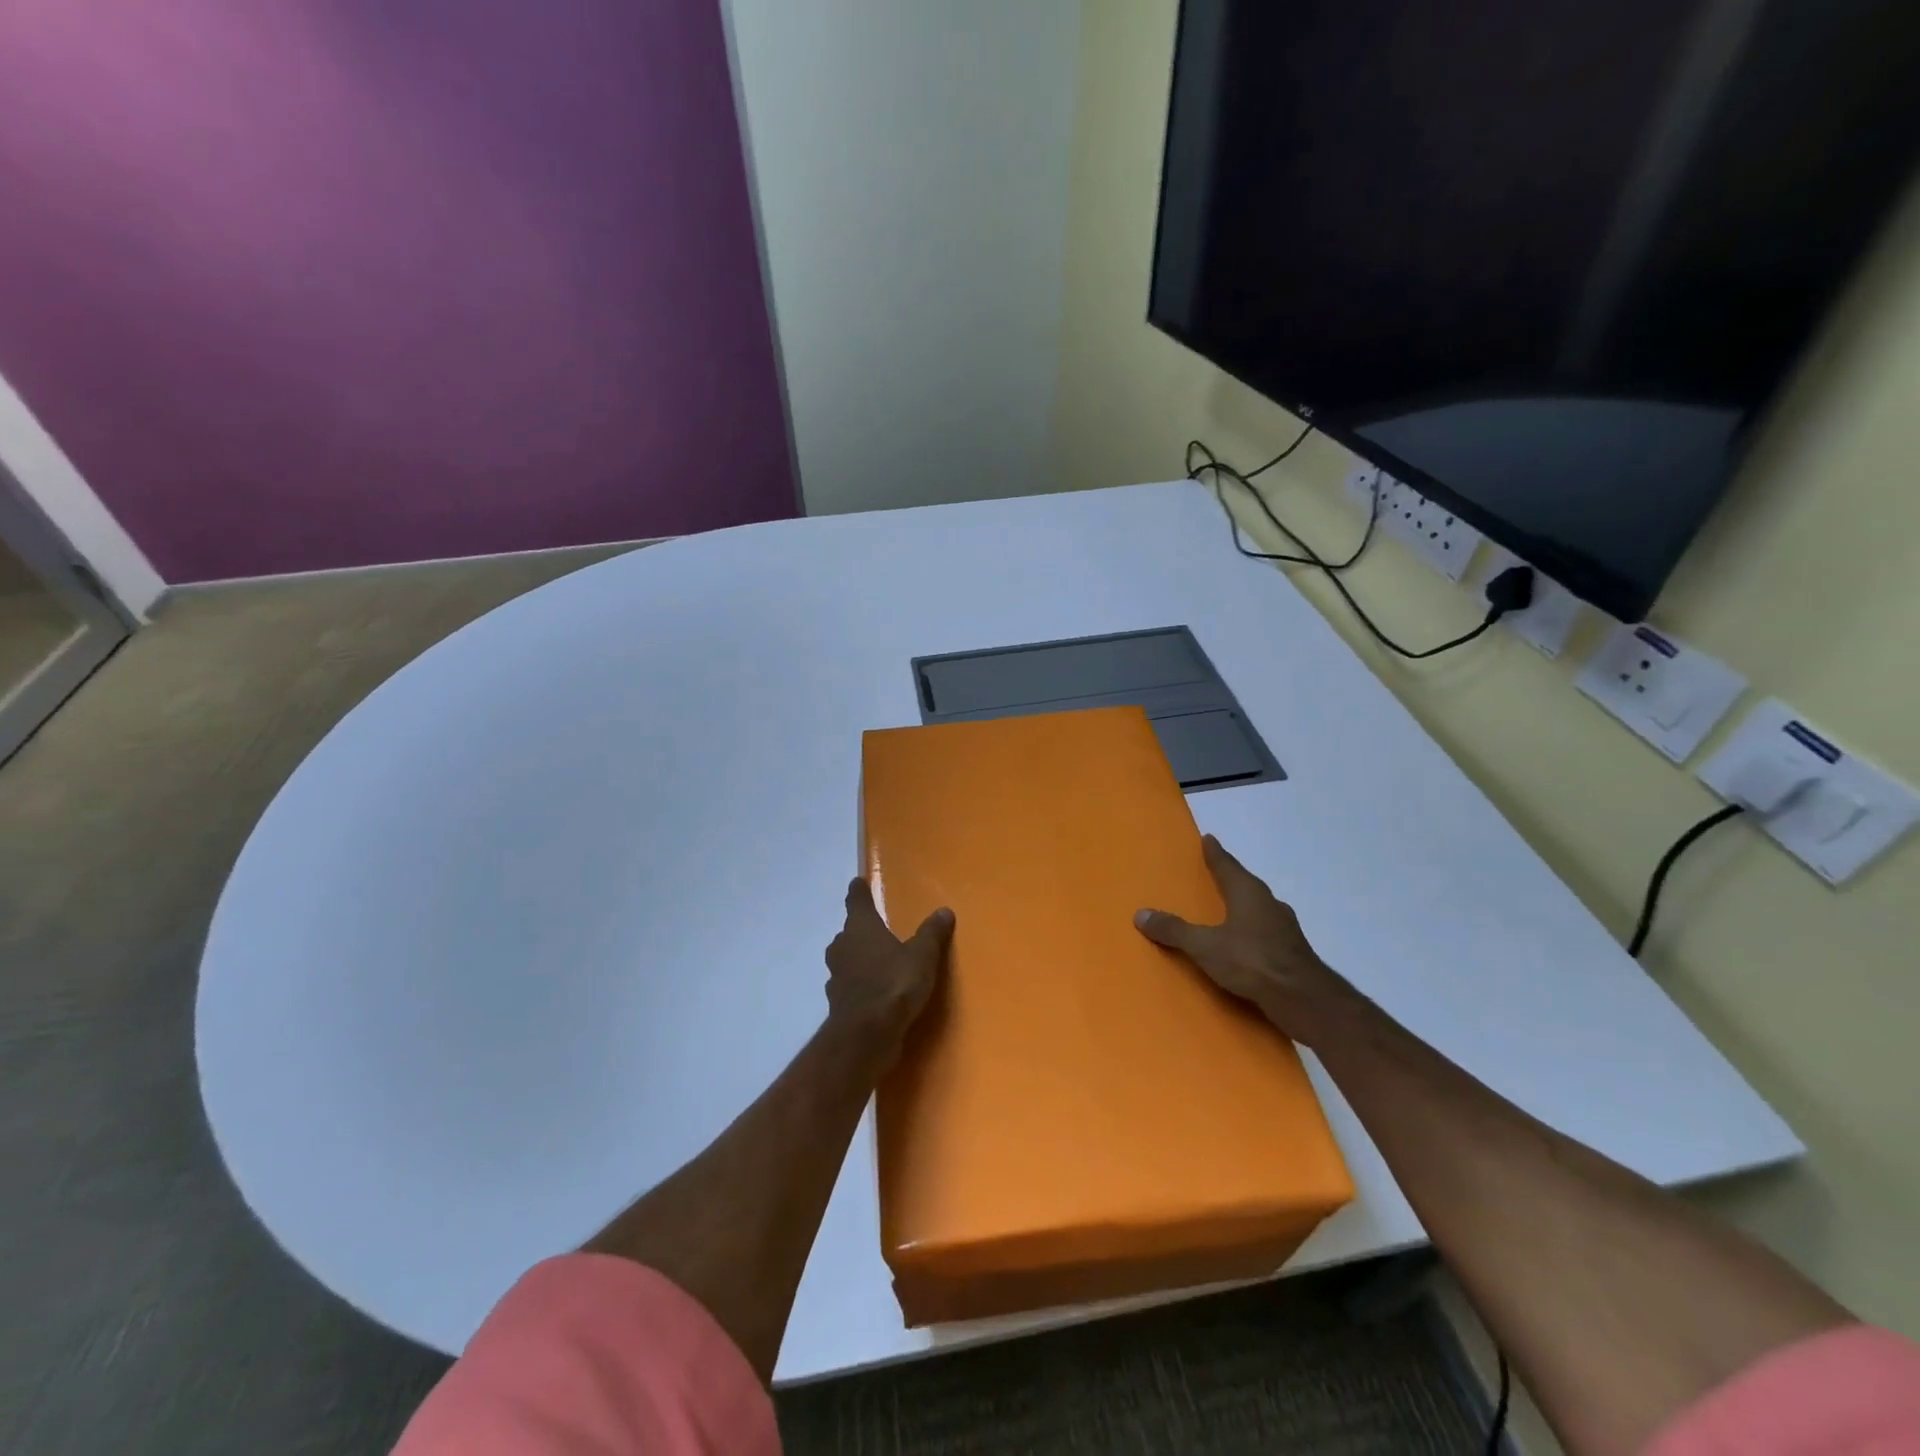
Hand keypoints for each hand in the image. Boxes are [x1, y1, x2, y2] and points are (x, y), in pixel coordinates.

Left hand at [825, 879, 953, 1054]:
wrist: (867, 1034)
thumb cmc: (895, 983)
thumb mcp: (922, 955)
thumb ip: (932, 933)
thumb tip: (944, 911)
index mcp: (860, 927)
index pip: (857, 901)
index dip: (858, 891)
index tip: (857, 882)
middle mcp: (843, 947)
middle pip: (848, 932)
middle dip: (859, 930)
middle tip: (875, 928)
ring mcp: (837, 977)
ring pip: (846, 959)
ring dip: (857, 958)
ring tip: (876, 961)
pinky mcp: (838, 1004)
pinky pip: (849, 986)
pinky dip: (859, 985)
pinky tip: (874, 992)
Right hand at [1135, 835, 1356, 1044]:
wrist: (1305, 1000)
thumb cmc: (1253, 962)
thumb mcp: (1205, 946)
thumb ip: (1174, 930)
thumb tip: (1140, 913)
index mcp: (1248, 893)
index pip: (1227, 866)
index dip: (1216, 853)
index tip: (1209, 839)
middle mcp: (1269, 904)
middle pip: (1245, 884)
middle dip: (1230, 878)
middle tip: (1215, 874)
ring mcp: (1284, 929)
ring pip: (1259, 909)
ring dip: (1244, 906)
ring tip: (1227, 910)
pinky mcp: (1292, 953)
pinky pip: (1265, 933)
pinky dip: (1252, 932)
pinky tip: (1245, 944)